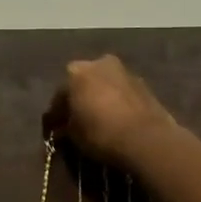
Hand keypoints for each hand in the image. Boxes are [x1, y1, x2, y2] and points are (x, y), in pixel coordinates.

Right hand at [46, 55, 176, 168]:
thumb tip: (62, 127)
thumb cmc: (101, 133)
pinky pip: (120, 92)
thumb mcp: (74, 135)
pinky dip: (115, 101)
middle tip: (75, 120)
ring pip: (103, 84)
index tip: (53, 131)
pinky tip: (114, 118)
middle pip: (82, 83)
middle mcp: (98, 63)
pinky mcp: (143, 83)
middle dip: (78, 99)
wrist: (147, 138)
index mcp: (75, 73)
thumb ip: (65, 126)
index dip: (55, 116)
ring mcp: (123, 70)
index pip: (59, 96)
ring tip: (97, 119)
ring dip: (98, 98)